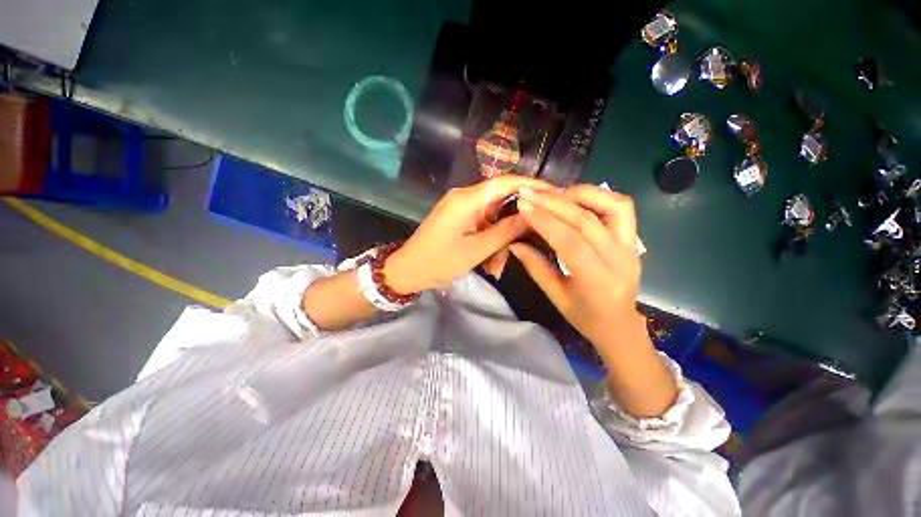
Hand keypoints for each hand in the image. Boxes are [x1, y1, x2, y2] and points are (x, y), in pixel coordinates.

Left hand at [384, 176, 553, 293]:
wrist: (408, 270)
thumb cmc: (439, 262)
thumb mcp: (477, 249)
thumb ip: (506, 230)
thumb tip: (532, 214)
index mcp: (467, 199)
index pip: (506, 182)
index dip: (532, 185)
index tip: (554, 194)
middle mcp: (465, 196)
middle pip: (501, 201)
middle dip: (513, 225)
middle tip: (523, 245)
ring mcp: (461, 207)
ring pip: (493, 217)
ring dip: (499, 240)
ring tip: (495, 267)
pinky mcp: (458, 217)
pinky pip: (482, 223)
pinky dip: (488, 241)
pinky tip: (487, 262)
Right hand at [509, 185, 646, 361]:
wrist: (619, 324)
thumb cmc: (584, 315)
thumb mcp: (555, 295)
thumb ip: (535, 266)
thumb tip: (514, 243)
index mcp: (597, 280)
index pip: (570, 241)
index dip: (544, 221)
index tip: (523, 206)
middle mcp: (620, 259)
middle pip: (587, 220)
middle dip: (554, 203)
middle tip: (530, 193)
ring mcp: (631, 246)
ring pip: (613, 206)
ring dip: (581, 194)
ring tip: (554, 193)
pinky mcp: (634, 239)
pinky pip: (622, 208)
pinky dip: (598, 197)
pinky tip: (576, 198)